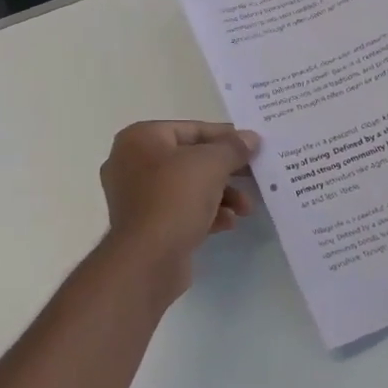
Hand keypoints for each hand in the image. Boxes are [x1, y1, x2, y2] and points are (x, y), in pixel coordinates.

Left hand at [99, 121, 260, 291]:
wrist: (147, 259)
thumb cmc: (175, 198)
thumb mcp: (211, 164)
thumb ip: (233, 148)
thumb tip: (250, 138)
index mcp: (139, 139)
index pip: (190, 129)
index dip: (225, 136)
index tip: (254, 146)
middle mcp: (131, 163)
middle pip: (190, 159)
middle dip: (226, 171)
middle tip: (255, 177)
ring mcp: (136, 197)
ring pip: (187, 187)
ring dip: (221, 195)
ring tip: (247, 208)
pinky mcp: (145, 226)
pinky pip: (180, 210)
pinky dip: (205, 214)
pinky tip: (229, 223)